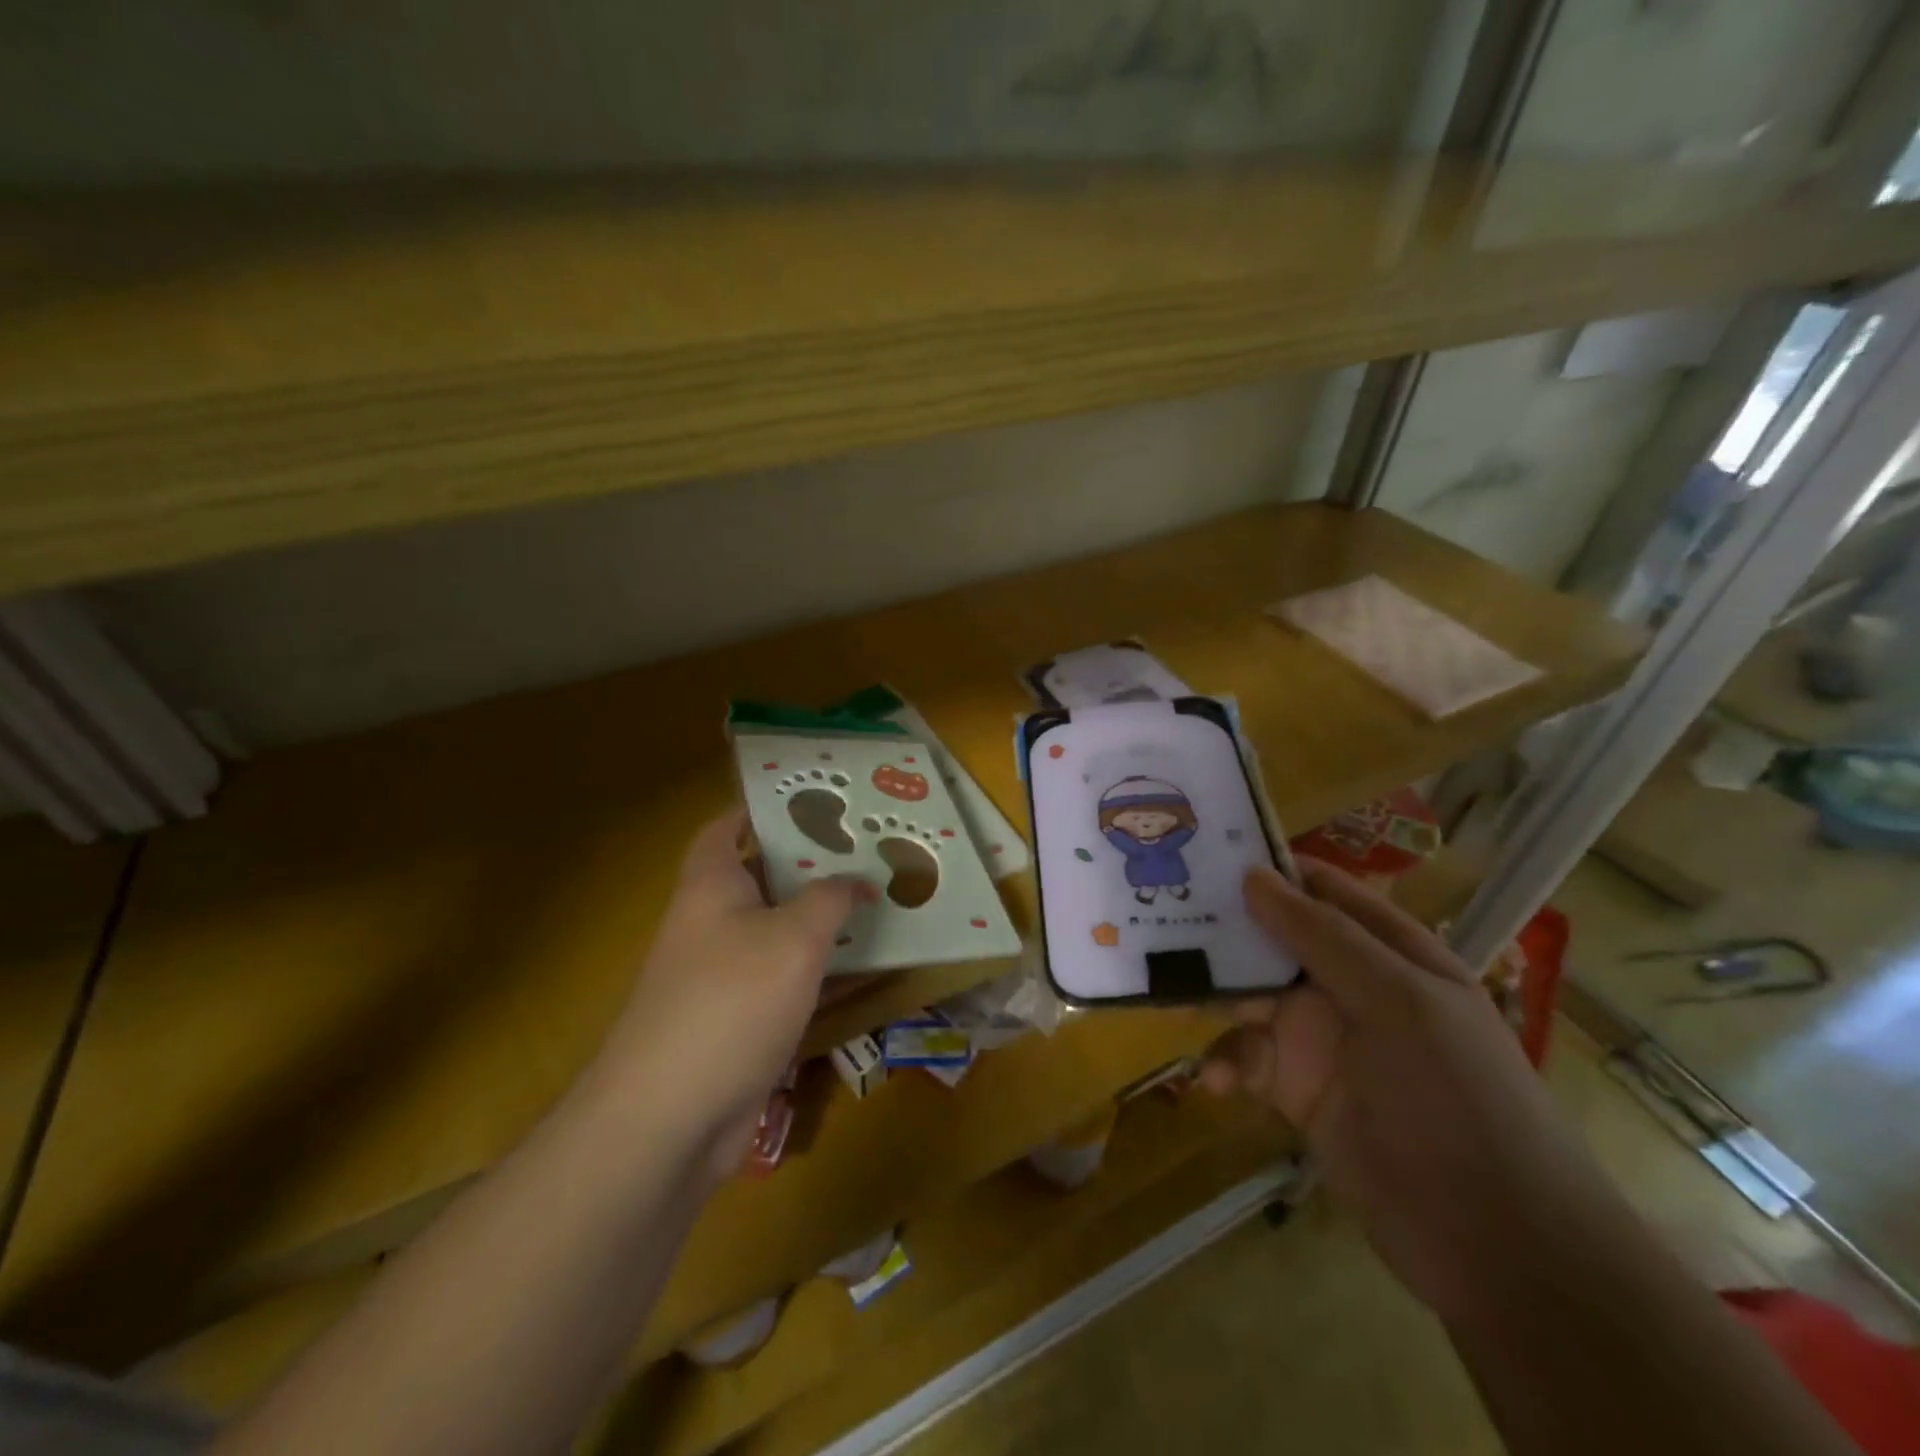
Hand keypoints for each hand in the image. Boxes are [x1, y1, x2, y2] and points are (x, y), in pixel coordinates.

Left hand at [591, 809, 872, 1178]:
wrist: (670, 1118)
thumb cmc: (730, 1001)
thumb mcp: (794, 937)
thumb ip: (831, 899)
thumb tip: (860, 880)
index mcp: (710, 885)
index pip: (725, 828)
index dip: (760, 809)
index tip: (812, 802)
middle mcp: (712, 922)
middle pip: (762, 878)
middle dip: (811, 864)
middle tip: (867, 850)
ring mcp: (723, 975)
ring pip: (779, 931)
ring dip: (821, 919)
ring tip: (876, 899)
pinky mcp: (738, 1020)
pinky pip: (785, 979)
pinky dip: (819, 969)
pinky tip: (862, 966)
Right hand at [1202, 859, 1620, 1322]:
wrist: (1495, 1242)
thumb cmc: (1458, 1097)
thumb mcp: (1399, 1002)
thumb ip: (1323, 937)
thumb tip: (1253, 875)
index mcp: (1389, 952)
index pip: (1322, 891)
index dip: (1270, 869)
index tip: (1205, 852)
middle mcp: (1350, 986)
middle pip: (1273, 940)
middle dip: (1222, 931)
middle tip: (1160, 916)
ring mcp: (1320, 1038)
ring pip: (1249, 996)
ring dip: (1213, 999)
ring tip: (1170, 1000)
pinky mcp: (1295, 1088)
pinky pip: (1246, 1056)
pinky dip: (1226, 1062)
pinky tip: (1215, 1081)